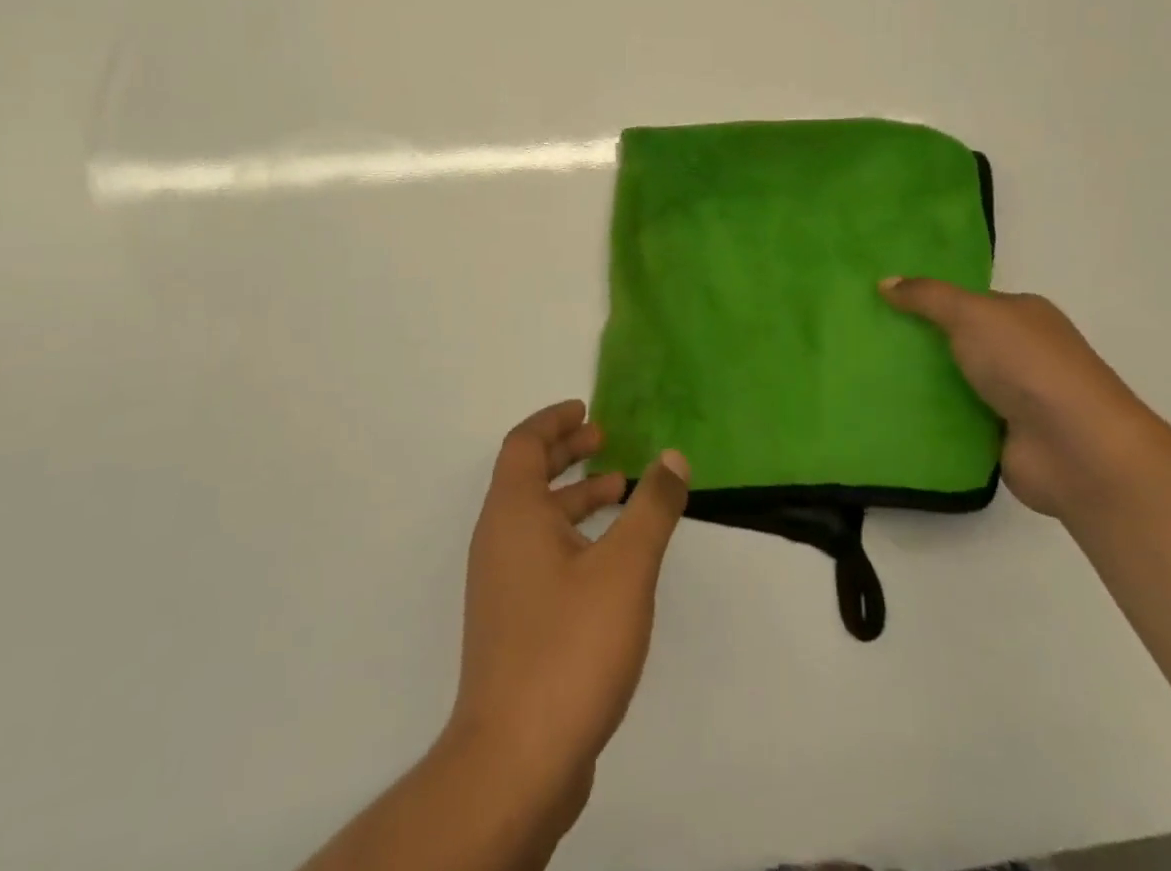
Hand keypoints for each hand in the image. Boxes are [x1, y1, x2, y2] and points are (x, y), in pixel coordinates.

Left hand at [445, 400, 688, 824]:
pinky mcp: (513, 622)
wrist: (516, 761)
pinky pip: (541, 553)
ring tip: (621, 490)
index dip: (554, 420)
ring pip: (536, 517)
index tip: (587, 409)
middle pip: (526, 475)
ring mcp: (501, 584)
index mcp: (512, 513)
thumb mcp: (625, 568)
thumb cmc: (569, 646)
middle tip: (605, 439)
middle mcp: (498, 539)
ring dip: (574, 495)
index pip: (524, 443)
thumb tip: (672, 457)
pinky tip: (611, 559)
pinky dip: (572, 535)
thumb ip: (652, 507)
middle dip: (565, 451)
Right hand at [880, 279, 1155, 517]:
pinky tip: (886, 409)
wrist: (1077, 450)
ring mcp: (1012, 397)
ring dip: (918, 381)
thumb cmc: (1028, 366)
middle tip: (863, 337)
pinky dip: (927, 416)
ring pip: (952, 381)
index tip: (880, 302)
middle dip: (916, 341)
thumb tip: (884, 281)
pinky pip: (952, 419)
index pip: (966, 301)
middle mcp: (1020, 353)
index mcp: (1023, 315)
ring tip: (861, 372)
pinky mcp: (1000, 436)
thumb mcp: (972, 314)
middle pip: (956, 341)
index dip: (926, 300)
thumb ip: (927, 297)